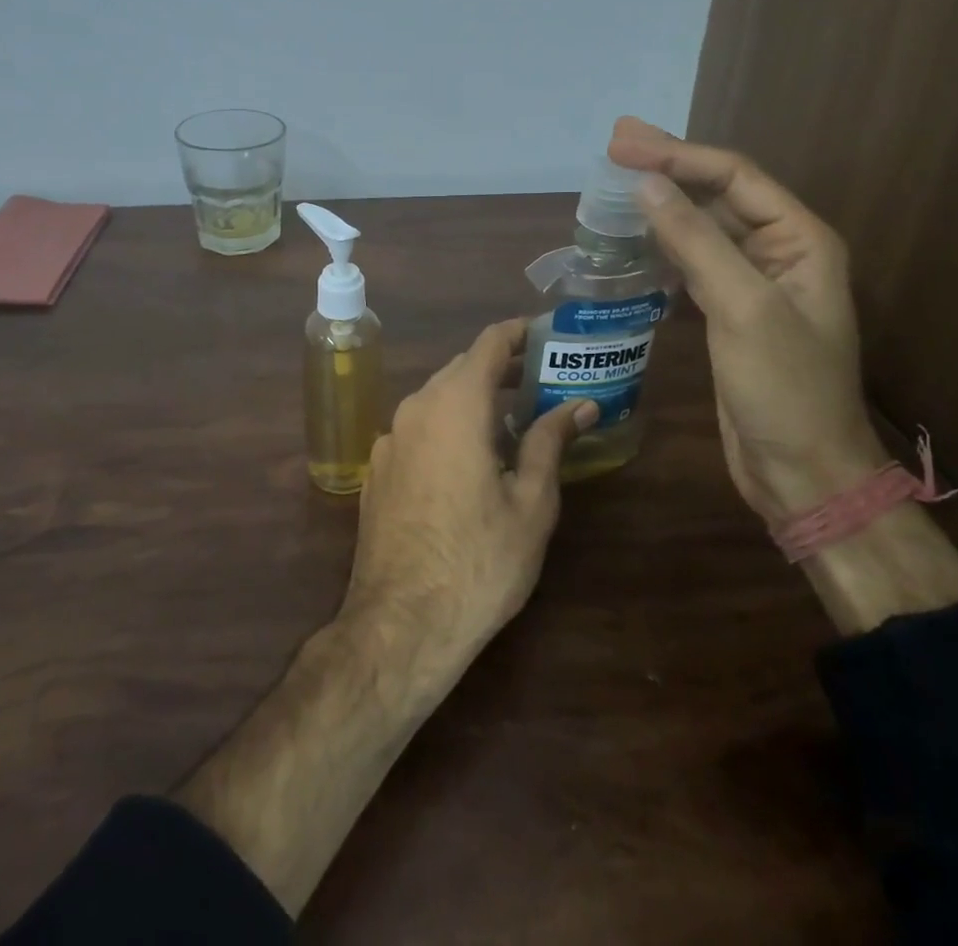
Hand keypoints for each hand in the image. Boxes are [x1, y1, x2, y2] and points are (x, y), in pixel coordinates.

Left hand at [341, 317, 598, 687]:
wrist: (400, 624)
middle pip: (461, 368)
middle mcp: (415, 408)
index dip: (519, 332)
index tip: (547, 334)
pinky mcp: (377, 469)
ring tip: (511, 421)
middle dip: (500, 368)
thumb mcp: (531, 502)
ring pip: (436, 398)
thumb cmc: (479, 561)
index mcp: (455, 405)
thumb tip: (580, 404)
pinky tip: (468, 460)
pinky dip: (447, 425)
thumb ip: (551, 442)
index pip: (488, 343)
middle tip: (541, 382)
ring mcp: (389, 439)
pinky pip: (418, 428)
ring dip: (473, 398)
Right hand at [607, 117, 884, 516]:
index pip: (733, 177)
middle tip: (615, 143)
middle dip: (667, 167)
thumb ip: (696, 242)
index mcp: (799, 240)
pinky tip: (632, 240)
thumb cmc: (784, 388)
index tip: (622, 145)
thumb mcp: (743, 308)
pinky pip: (691, 264)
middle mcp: (778, 252)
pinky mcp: (728, 313)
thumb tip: (648, 184)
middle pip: (716, 194)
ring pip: (701, 228)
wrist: (802, 471)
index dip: (677, 155)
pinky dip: (661, 247)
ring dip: (661, 205)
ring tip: (614, 184)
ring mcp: (752, 284)